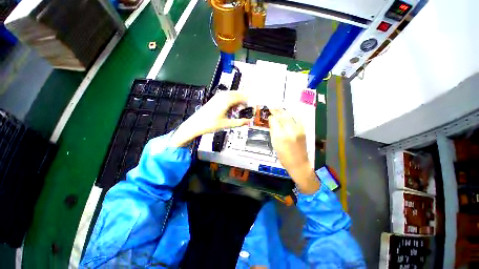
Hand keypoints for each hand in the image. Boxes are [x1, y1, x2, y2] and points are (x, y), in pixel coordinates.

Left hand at [170, 91, 250, 146]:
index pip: (242, 97)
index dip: (249, 100)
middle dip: (244, 99)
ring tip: (241, 109)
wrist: (195, 124)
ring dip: (238, 100)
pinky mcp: (215, 99)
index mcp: (227, 100)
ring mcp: (218, 96)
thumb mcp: (227, 124)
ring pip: (232, 95)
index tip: (254, 104)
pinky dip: (232, 101)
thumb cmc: (210, 124)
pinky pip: (227, 97)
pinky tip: (232, 108)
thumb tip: (249, 122)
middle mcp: (223, 95)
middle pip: (238, 94)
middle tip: (249, 107)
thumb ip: (239, 122)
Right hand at [268, 109, 318, 193]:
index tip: (270, 115)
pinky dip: (293, 114)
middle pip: (282, 117)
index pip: (275, 121)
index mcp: (280, 136)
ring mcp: (298, 130)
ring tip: (279, 108)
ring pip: (290, 116)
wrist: (299, 163)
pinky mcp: (303, 130)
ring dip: (284, 111)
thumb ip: (273, 132)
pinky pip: (298, 118)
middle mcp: (289, 131)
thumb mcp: (274, 144)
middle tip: (273, 107)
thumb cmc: (283, 157)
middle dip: (277, 111)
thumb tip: (272, 121)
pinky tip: (289, 112)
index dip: (272, 117)